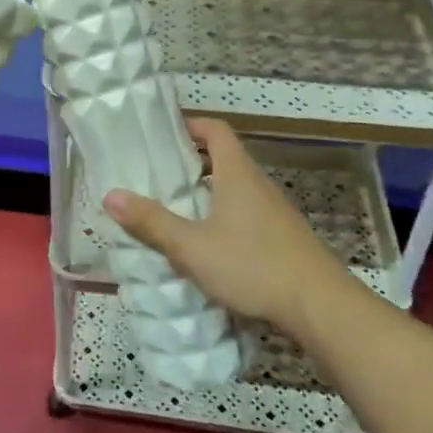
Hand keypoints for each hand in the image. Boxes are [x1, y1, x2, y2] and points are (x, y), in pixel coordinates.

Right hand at [101, 118, 351, 332]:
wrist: (321, 307)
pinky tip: (210, 246)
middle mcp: (258, 184)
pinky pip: (249, 213)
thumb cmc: (253, 266)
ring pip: (237, 188)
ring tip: (178, 210)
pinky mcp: (284, 238)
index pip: (216, 130)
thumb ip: (151, 222)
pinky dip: (226, 216)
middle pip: (225, 158)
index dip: (191, 125)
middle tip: (160, 176)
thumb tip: (110, 195)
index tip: (164, 134)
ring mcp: (276, 212)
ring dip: (209, 192)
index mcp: (237, 174)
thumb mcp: (192, 247)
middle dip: (193, 162)